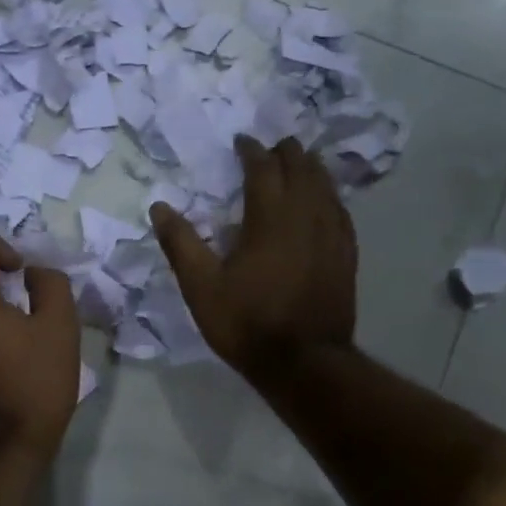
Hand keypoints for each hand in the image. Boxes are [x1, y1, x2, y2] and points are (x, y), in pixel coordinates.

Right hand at [149, 136, 356, 383]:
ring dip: (310, 168)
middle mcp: (306, 216)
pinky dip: (329, 195)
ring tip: (299, 163)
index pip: (263, 168)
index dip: (252, 150)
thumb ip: (181, 244)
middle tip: (272, 147)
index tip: (242, 142)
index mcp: (270, 218)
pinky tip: (325, 201)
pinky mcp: (346, 254)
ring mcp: (332, 235)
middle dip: (286, 152)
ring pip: (326, 186)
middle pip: (301, 168)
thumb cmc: (247, 324)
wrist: (304, 363)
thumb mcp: (202, 288)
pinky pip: (340, 211)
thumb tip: (159, 207)